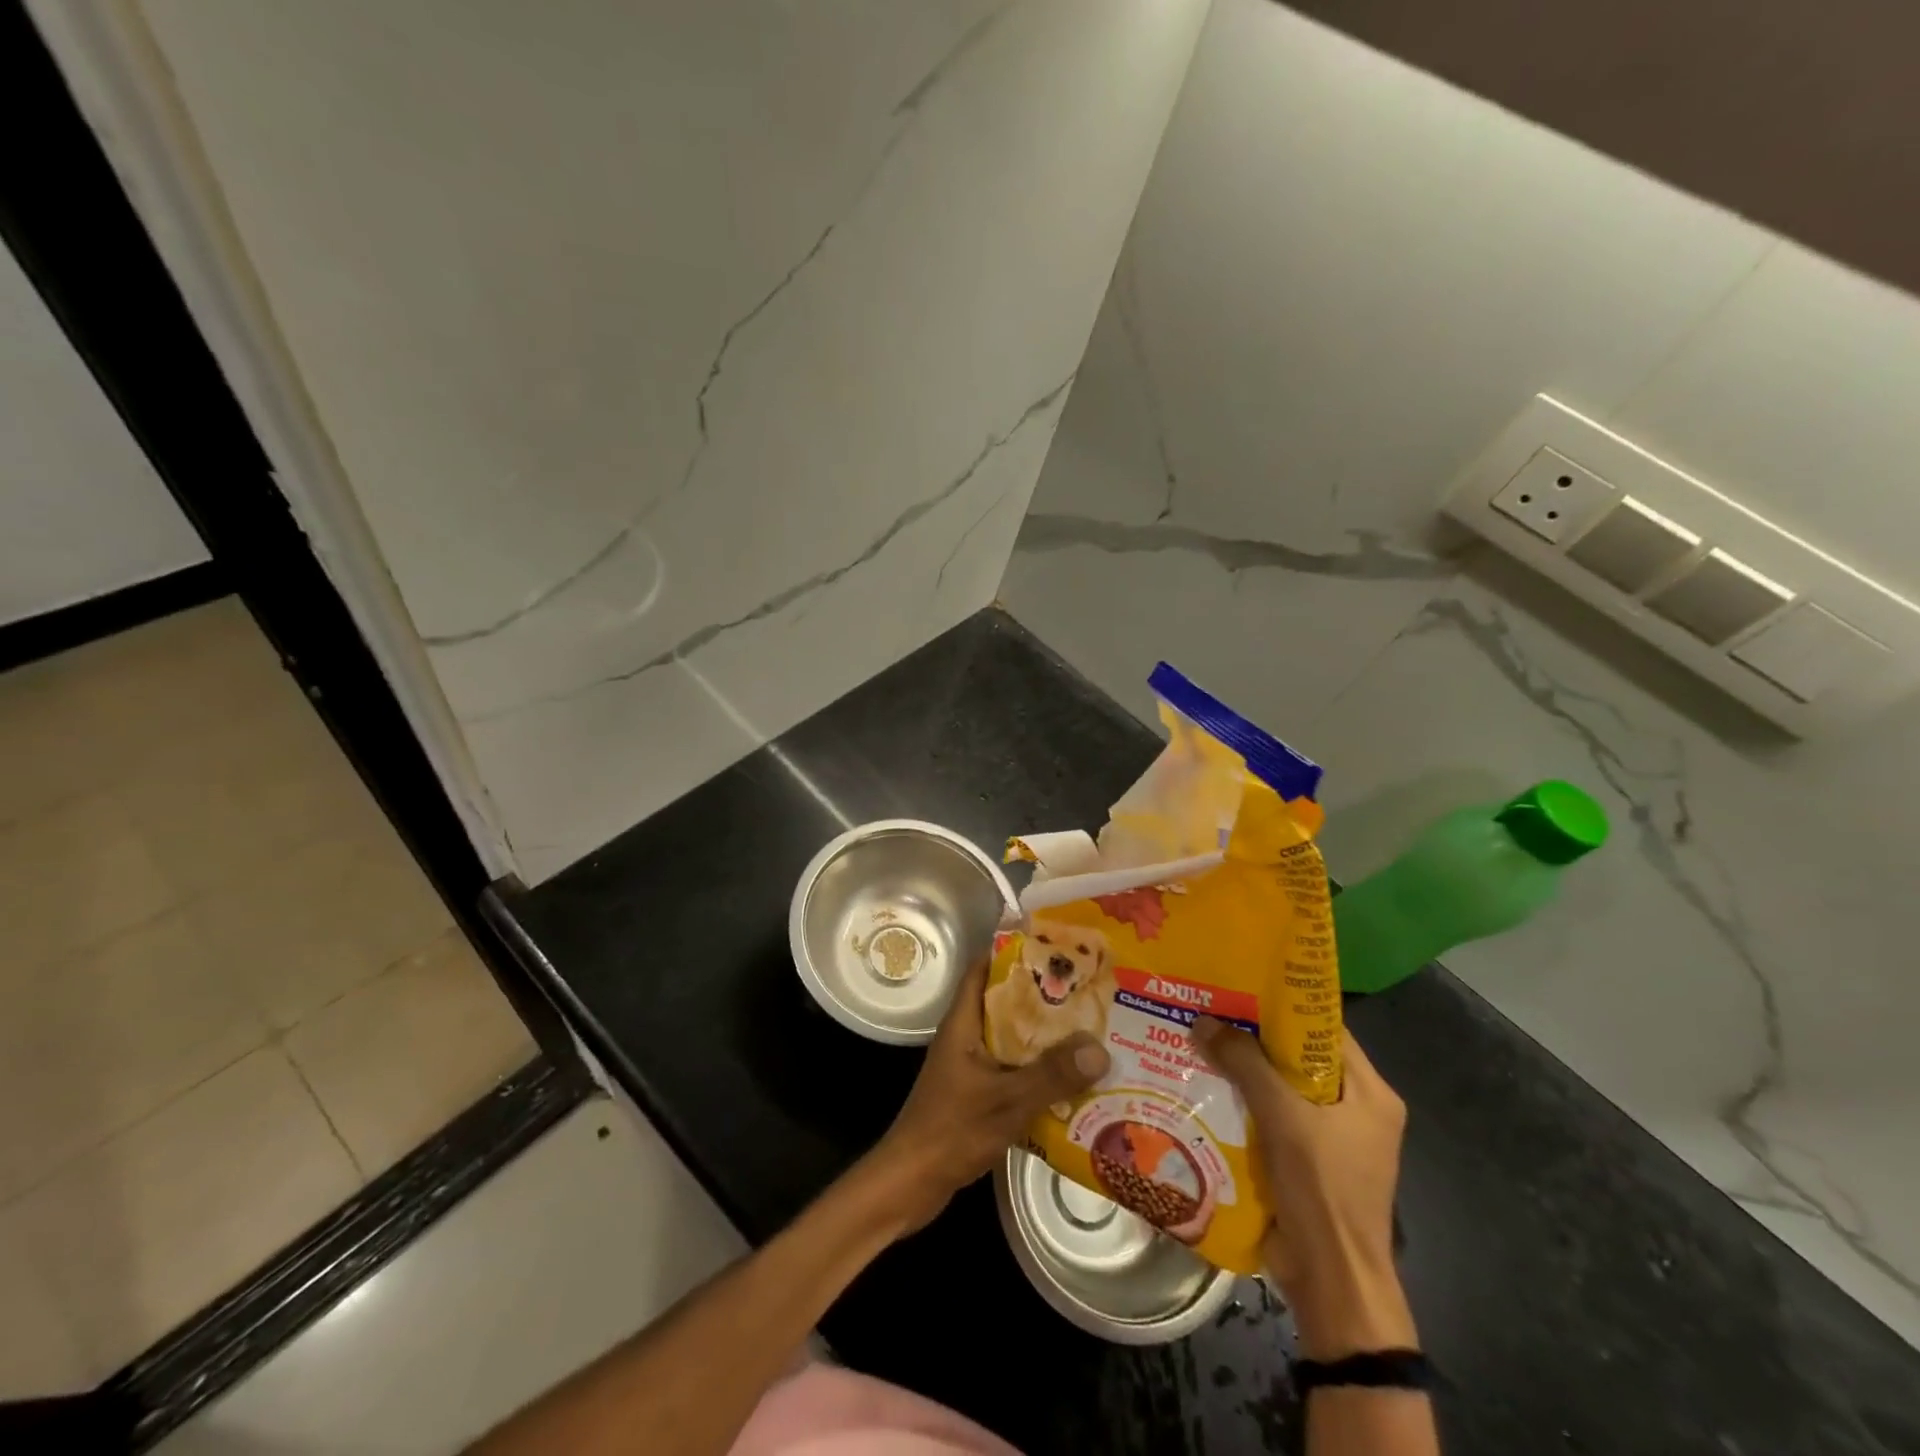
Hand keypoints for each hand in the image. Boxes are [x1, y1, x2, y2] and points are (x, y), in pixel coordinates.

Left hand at [862, 957, 1109, 1234]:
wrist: (911, 1182)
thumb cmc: (951, 1130)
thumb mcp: (1007, 1101)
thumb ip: (1051, 1075)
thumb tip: (1099, 1046)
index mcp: (963, 1022)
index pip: (984, 969)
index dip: (1016, 954)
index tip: (1056, 949)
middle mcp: (965, 1036)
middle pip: (1005, 1003)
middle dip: (1043, 997)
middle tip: (1087, 992)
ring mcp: (969, 1065)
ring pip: (1011, 1039)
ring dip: (1044, 1037)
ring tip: (1089, 1032)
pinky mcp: (975, 1093)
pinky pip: (1012, 1069)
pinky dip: (1037, 1070)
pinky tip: (1071, 1081)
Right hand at [1191, 1018, 1415, 1358]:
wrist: (1331, 1280)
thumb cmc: (1322, 1188)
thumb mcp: (1284, 1116)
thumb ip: (1245, 1064)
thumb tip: (1203, 1020)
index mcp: (1370, 1092)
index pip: (1326, 1029)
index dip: (1285, 1005)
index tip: (1240, 986)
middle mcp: (1356, 1110)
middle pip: (1300, 1058)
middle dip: (1254, 1038)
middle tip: (1210, 1010)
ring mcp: (1332, 1139)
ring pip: (1282, 1088)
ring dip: (1243, 1072)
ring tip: (1198, 1042)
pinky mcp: (1307, 1162)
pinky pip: (1272, 1118)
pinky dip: (1244, 1104)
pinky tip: (1205, 1088)